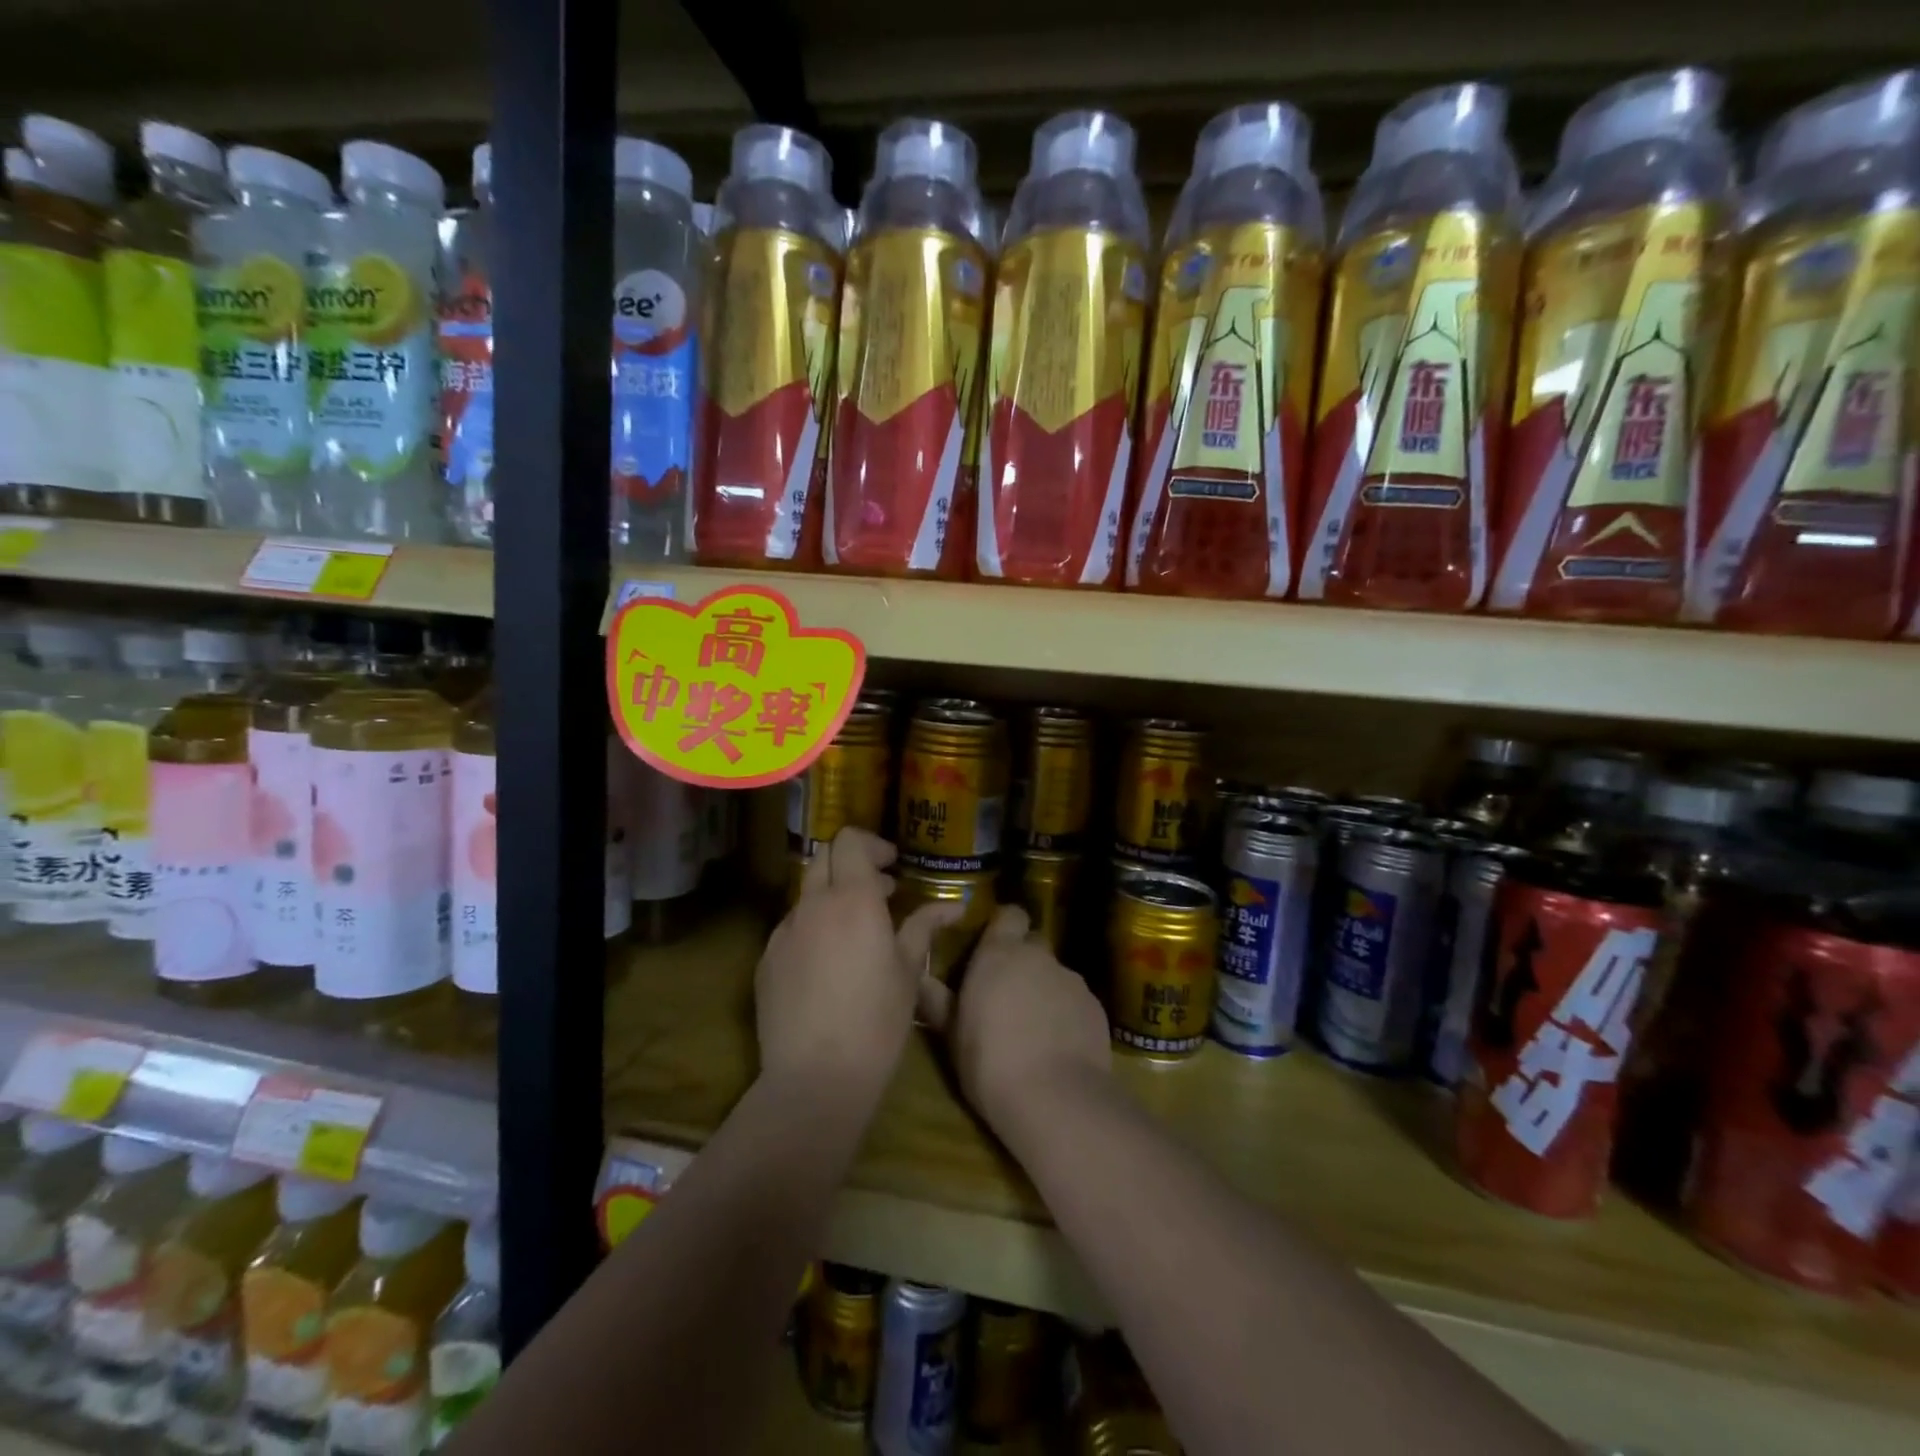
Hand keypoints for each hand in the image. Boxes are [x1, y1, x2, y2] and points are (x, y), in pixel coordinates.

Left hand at [755, 828, 960, 1097]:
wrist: (816, 1078)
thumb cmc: (877, 1020)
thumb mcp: (910, 972)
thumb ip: (924, 928)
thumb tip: (952, 906)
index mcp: (852, 898)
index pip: (849, 841)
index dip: (872, 844)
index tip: (893, 867)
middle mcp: (812, 905)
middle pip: (824, 858)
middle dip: (851, 865)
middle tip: (880, 893)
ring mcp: (783, 932)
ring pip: (806, 895)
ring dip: (831, 897)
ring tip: (856, 931)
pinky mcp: (766, 961)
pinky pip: (791, 928)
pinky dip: (812, 928)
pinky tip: (829, 965)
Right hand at [919, 905, 1110, 1134]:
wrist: (1055, 1098)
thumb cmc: (990, 1063)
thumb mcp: (953, 1036)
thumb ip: (939, 1002)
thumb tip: (921, 980)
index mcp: (999, 954)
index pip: (1009, 915)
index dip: (1004, 927)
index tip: (993, 947)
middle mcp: (1038, 957)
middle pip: (1033, 943)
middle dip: (1023, 960)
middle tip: (1009, 992)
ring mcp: (1071, 979)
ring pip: (1056, 974)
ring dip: (1045, 989)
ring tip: (1035, 1027)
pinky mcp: (1096, 1006)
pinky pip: (1076, 1001)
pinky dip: (1067, 1014)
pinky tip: (1059, 1045)